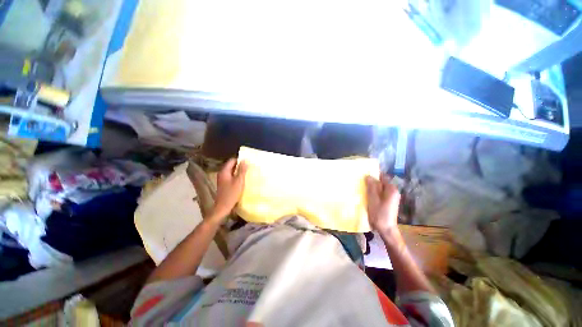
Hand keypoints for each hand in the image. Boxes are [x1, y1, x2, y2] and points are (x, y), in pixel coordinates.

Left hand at [211, 158, 247, 220]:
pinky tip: (243, 179)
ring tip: (248, 172)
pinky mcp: (225, 184)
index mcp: (224, 171)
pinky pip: (232, 176)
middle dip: (240, 165)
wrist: (223, 207)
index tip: (248, 161)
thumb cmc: (231, 194)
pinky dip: (237, 176)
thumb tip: (245, 160)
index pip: (232, 160)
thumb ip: (242, 170)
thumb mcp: (239, 181)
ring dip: (239, 171)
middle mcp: (222, 174)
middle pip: (232, 165)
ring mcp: (223, 179)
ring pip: (232, 171)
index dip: (240, 160)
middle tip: (250, 166)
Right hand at [365, 175, 400, 237]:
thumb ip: (371, 187)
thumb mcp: (373, 199)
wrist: (386, 230)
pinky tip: (367, 195)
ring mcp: (391, 197)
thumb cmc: (379, 214)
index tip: (363, 174)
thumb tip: (368, 176)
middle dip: (371, 182)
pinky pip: (380, 194)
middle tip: (361, 182)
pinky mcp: (388, 202)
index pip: (382, 177)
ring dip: (371, 188)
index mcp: (391, 189)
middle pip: (381, 182)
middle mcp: (393, 191)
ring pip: (380, 188)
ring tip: (362, 188)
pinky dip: (374, 193)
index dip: (373, 174)